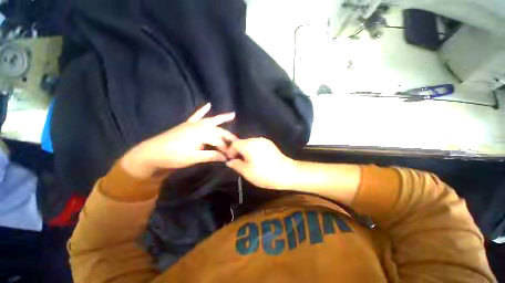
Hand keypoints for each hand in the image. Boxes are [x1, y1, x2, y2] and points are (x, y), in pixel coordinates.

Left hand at [122, 103, 236, 178]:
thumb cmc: (173, 157)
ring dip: (222, 118)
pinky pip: (196, 115)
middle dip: (228, 135)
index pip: (219, 141)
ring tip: (232, 115)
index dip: (225, 148)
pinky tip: (208, 104)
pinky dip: (202, 110)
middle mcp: (199, 126)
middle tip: (236, 141)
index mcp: (201, 134)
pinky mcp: (187, 124)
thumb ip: (211, 156)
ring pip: (211, 120)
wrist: (151, 153)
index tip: (230, 156)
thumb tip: (225, 157)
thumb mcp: (193, 158)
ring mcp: (193, 124)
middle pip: (218, 130)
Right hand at [225, 138, 295, 189]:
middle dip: (238, 151)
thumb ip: (236, 165)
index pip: (234, 144)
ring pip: (250, 143)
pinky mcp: (270, 144)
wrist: (287, 173)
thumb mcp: (247, 172)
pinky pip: (257, 144)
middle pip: (242, 142)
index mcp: (249, 145)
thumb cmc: (264, 174)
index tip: (231, 160)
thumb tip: (230, 161)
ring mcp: (264, 141)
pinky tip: (256, 159)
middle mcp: (256, 139)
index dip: (230, 151)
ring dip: (246, 150)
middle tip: (238, 162)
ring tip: (247, 161)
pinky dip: (253, 150)